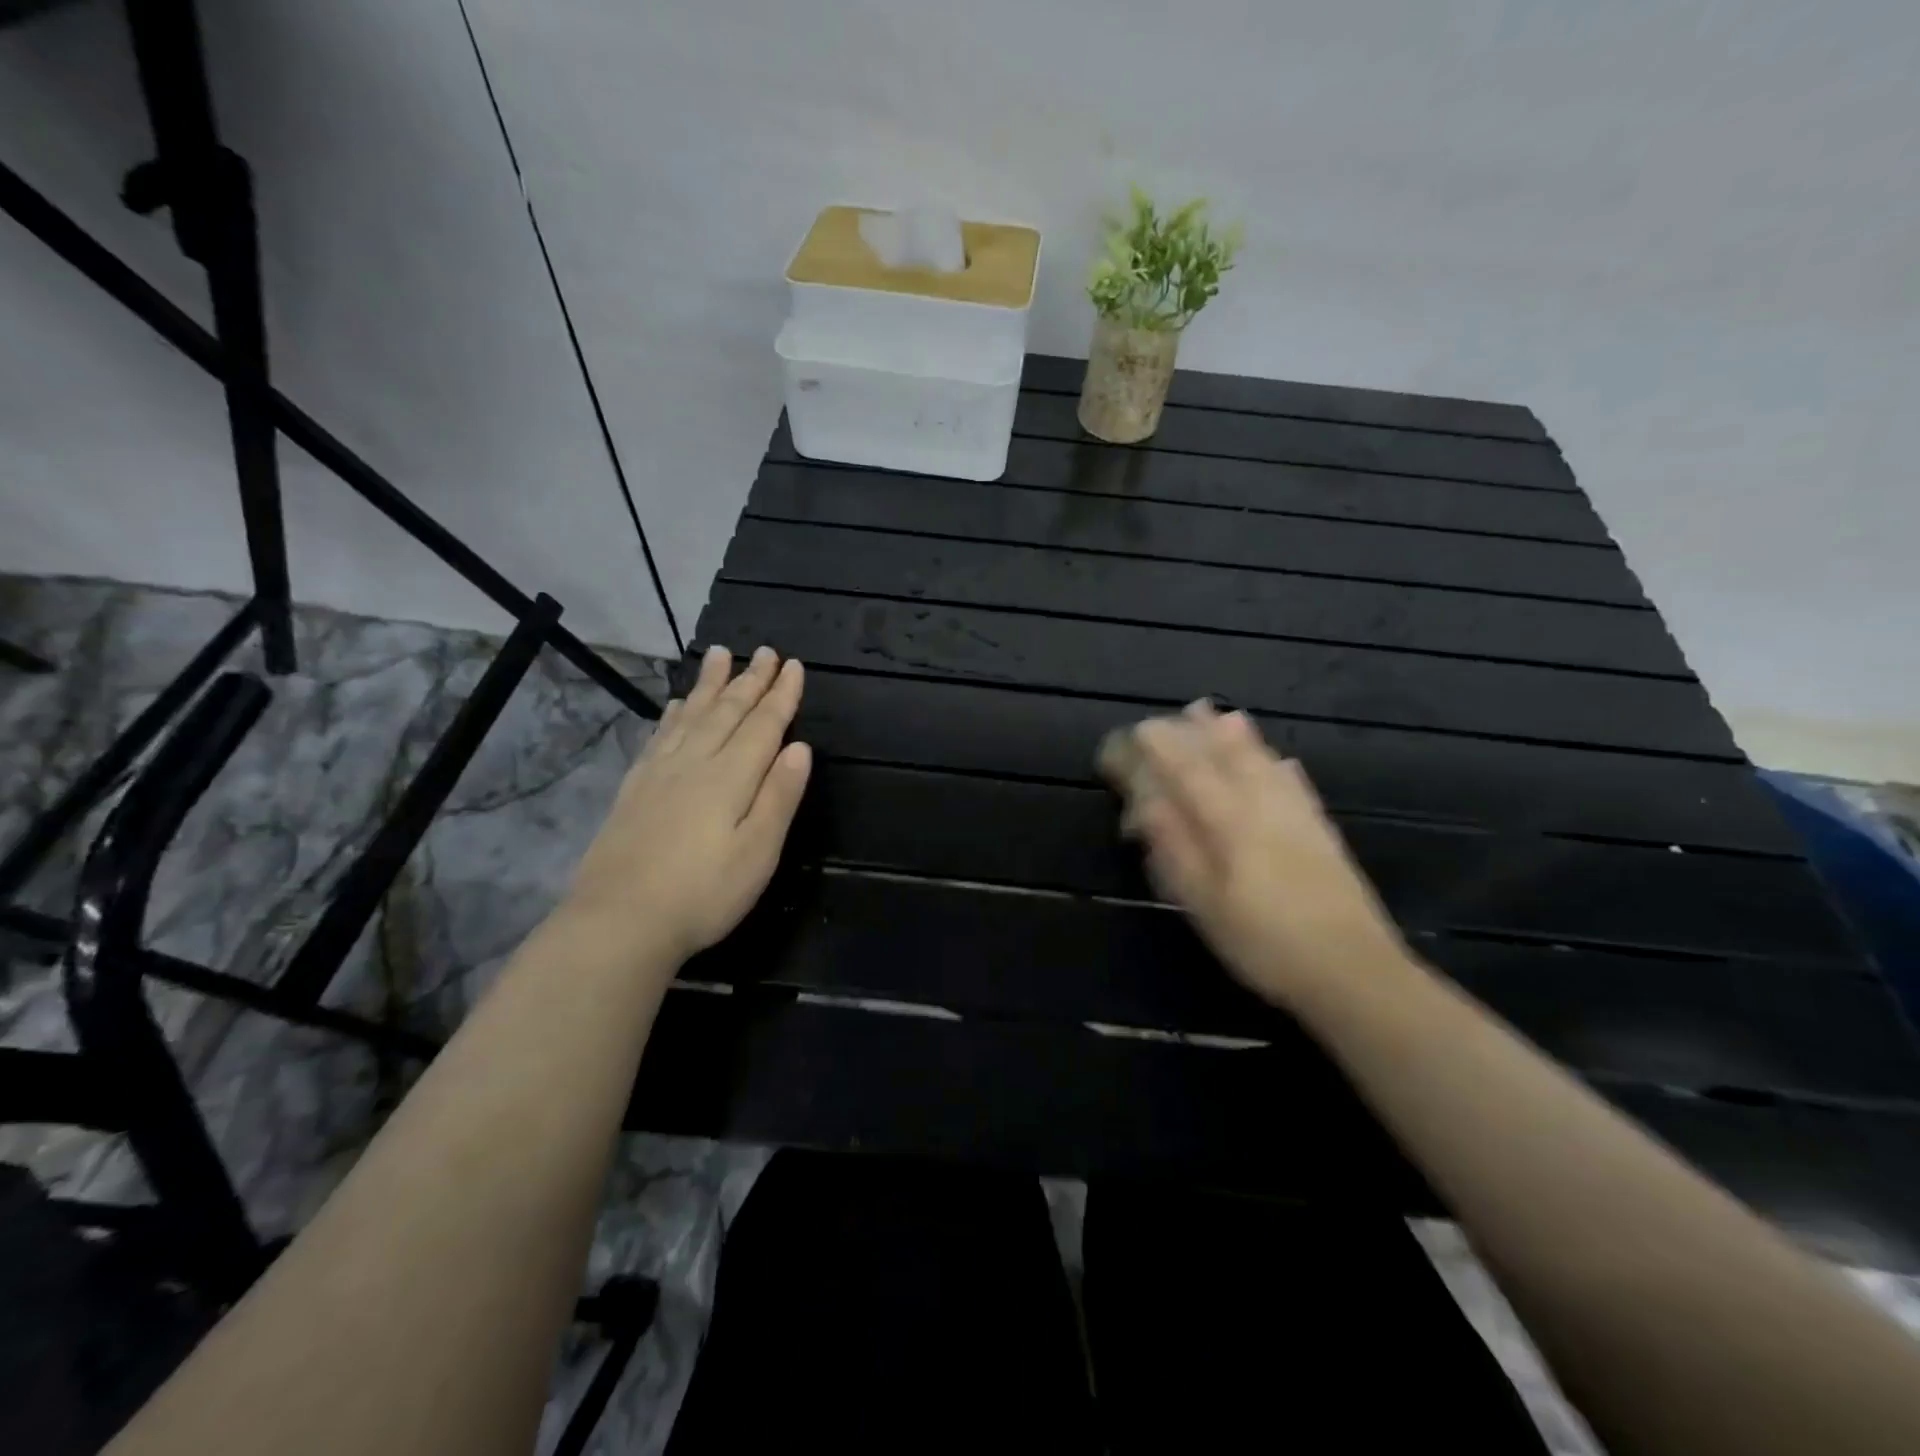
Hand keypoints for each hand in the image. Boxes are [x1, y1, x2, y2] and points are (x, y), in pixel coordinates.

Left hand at [565, 645, 812, 966]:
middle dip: (749, 680)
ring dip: (709, 684)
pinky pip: (660, 736)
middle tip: (764, 651)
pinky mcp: (635, 789)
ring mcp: (660, 773)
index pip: (763, 725)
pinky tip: (675, 704)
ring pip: (690, 715)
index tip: (794, 665)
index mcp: (730, 777)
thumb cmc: (703, 893)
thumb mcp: (758, 852)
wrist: (619, 921)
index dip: (781, 695)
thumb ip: (779, 796)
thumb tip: (800, 748)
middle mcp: (695, 763)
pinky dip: (673, 714)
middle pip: (727, 711)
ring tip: (719, 654)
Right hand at [1101, 703, 1408, 1007]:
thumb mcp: (1204, 903)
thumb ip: (1175, 849)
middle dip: (1202, 732)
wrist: (1353, 972)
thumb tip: (1146, 804)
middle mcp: (1263, 808)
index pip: (1189, 772)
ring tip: (1224, 715)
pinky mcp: (1323, 832)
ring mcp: (1298, 817)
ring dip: (1241, 737)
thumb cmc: (1263, 942)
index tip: (1138, 730)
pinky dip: (1281, 766)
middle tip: (1183, 711)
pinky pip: (1298, 785)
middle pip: (1229, 758)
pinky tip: (1281, 761)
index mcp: (1229, 823)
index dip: (1162, 748)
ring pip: (1264, 764)